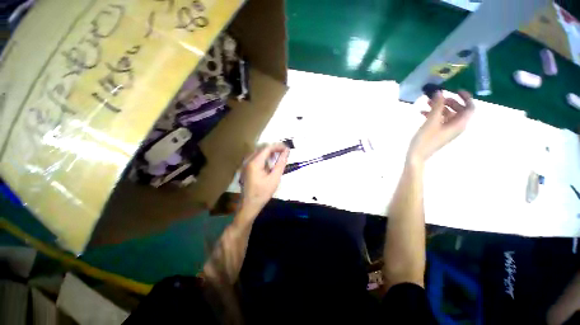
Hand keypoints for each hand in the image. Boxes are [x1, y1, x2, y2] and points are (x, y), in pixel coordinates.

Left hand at [240, 143, 288, 213]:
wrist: (249, 205)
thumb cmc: (263, 193)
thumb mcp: (275, 178)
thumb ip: (281, 163)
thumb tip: (287, 151)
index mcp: (255, 162)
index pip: (267, 148)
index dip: (278, 146)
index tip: (287, 148)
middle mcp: (248, 160)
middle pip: (262, 148)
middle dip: (274, 148)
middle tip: (284, 152)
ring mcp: (245, 164)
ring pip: (258, 152)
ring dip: (269, 152)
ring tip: (279, 156)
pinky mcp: (246, 167)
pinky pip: (255, 157)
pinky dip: (264, 157)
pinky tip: (270, 162)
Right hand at [408, 90, 474, 163]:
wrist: (417, 155)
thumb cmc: (426, 139)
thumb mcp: (432, 121)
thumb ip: (437, 106)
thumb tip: (440, 92)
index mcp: (459, 124)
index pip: (470, 107)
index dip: (465, 97)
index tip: (455, 90)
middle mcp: (456, 126)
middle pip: (459, 110)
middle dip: (449, 101)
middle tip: (438, 97)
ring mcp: (447, 130)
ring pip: (448, 114)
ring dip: (439, 107)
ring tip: (427, 102)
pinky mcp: (439, 132)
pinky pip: (440, 120)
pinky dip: (434, 114)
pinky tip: (422, 112)